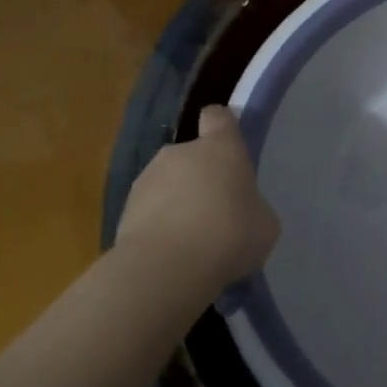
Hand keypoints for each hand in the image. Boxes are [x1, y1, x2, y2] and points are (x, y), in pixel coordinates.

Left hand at [115, 105, 279, 295]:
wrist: (165, 270)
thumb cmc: (229, 236)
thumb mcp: (264, 223)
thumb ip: (252, 206)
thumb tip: (241, 210)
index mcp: (221, 148)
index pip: (218, 116)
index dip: (223, 126)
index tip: (229, 145)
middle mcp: (180, 152)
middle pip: (192, 154)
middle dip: (201, 176)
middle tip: (215, 210)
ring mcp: (147, 178)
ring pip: (168, 182)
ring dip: (177, 201)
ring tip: (190, 239)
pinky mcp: (123, 209)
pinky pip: (149, 210)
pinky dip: (158, 225)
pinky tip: (170, 253)